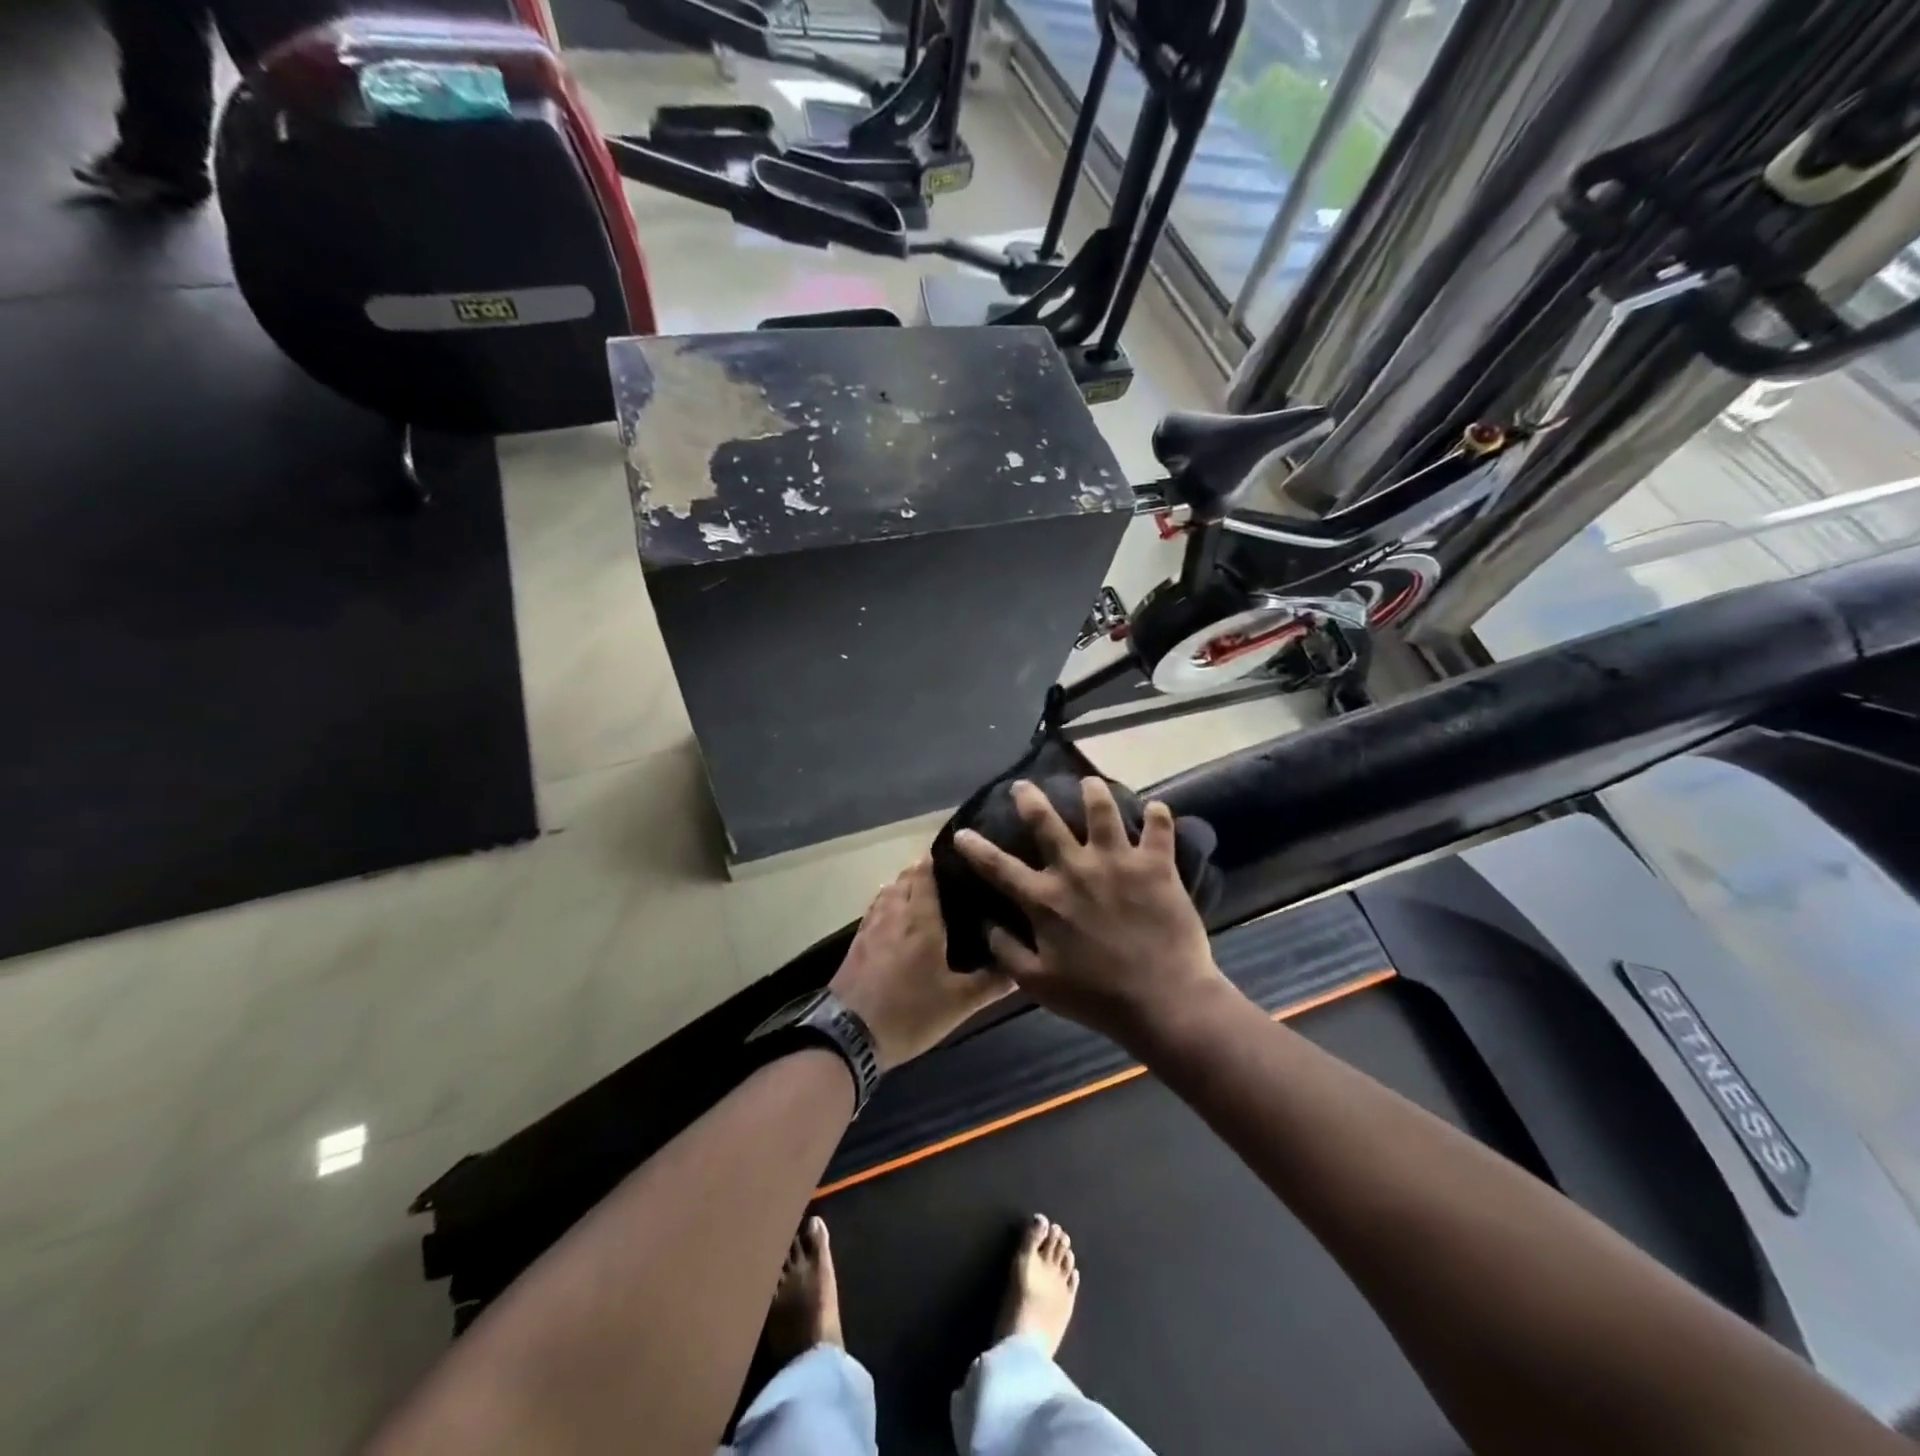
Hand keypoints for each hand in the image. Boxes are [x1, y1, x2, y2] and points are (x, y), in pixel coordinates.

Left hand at [830, 858, 1012, 1069]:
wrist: (849, 1036)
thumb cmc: (909, 1012)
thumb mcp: (959, 1003)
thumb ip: (992, 983)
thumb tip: (1022, 966)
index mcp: (920, 919)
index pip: (925, 873)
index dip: (938, 860)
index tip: (960, 858)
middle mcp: (893, 913)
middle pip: (905, 878)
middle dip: (923, 873)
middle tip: (948, 882)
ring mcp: (870, 927)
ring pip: (887, 892)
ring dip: (903, 887)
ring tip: (924, 898)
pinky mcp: (855, 943)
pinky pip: (874, 910)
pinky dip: (887, 905)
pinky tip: (897, 922)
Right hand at [954, 778, 1224, 1049]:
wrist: (1163, 1001)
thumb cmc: (1097, 998)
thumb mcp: (1039, 984)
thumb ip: (1008, 952)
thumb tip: (987, 925)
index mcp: (1045, 900)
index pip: (999, 867)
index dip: (976, 849)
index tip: (962, 832)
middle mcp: (1076, 870)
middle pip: (1045, 822)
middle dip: (1030, 799)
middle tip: (1023, 786)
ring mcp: (1117, 863)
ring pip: (1101, 811)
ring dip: (1093, 792)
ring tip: (1090, 782)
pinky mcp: (1155, 866)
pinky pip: (1158, 828)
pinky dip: (1157, 816)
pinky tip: (1156, 808)